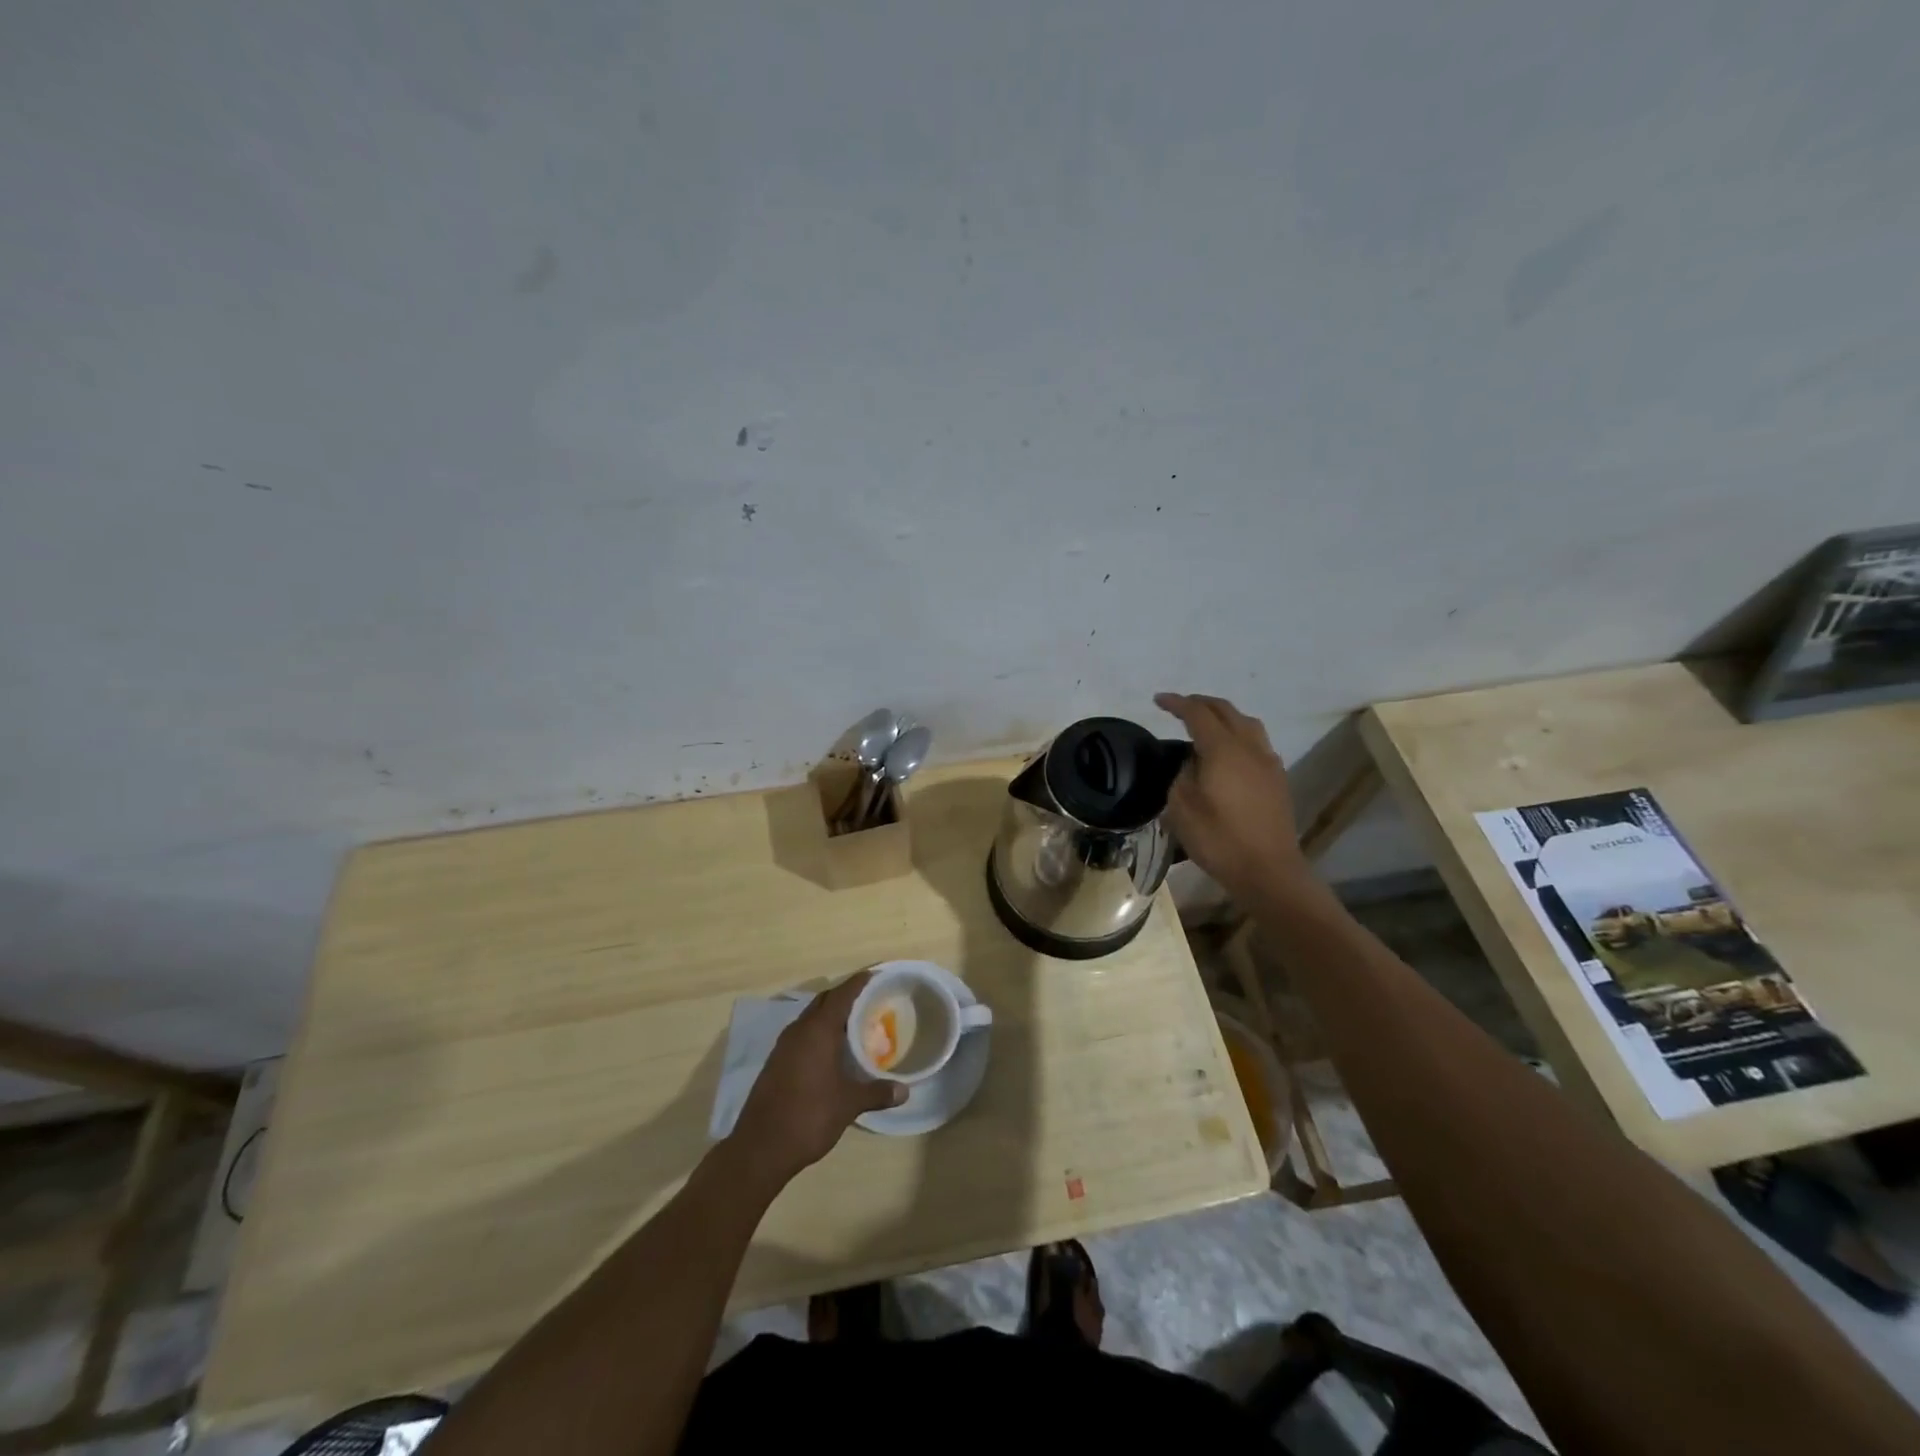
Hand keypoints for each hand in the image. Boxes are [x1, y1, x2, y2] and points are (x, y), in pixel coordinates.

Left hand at [728, 970, 904, 1187]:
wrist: (760, 1148)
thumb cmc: (808, 1116)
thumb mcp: (848, 1104)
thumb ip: (876, 1092)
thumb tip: (904, 1090)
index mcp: (818, 1030)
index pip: (842, 994)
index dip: (859, 982)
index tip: (876, 974)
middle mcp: (799, 1030)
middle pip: (824, 1000)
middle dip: (845, 996)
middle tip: (870, 1001)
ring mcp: (784, 1046)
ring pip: (811, 1018)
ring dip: (830, 1016)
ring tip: (855, 1025)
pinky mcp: (776, 1062)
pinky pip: (802, 1035)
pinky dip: (819, 1033)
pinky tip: (832, 1052)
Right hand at [1155, 692, 1308, 904]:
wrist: (1268, 871)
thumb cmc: (1219, 839)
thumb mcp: (1181, 807)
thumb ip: (1183, 775)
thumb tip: (1193, 762)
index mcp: (1223, 749)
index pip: (1198, 713)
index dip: (1177, 703)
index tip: (1158, 700)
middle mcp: (1250, 747)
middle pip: (1226, 711)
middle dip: (1201, 703)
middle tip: (1180, 707)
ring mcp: (1268, 762)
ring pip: (1247, 723)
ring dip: (1224, 716)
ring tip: (1206, 724)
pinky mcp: (1277, 779)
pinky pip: (1256, 742)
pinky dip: (1238, 735)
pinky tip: (1229, 752)